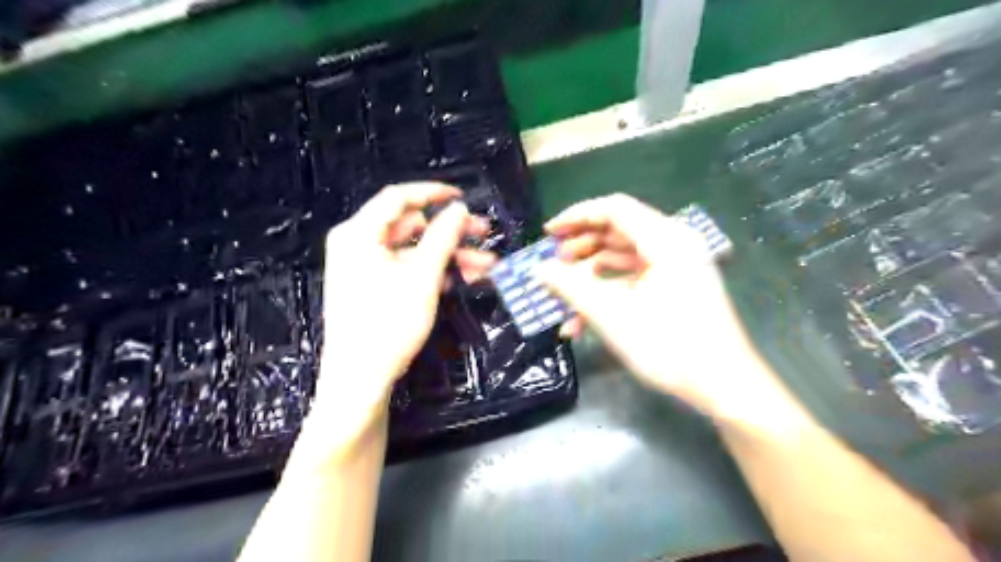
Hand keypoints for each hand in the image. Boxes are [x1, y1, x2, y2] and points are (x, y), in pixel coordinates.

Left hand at [304, 184, 492, 455]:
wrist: (360, 379)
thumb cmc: (388, 322)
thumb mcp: (422, 276)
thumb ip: (443, 237)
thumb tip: (459, 209)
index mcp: (360, 233)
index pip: (398, 198)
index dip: (433, 194)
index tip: (464, 198)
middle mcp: (359, 244)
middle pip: (412, 227)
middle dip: (452, 233)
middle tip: (484, 235)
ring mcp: (366, 268)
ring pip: (415, 251)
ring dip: (450, 256)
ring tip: (485, 266)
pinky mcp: (375, 288)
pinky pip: (408, 270)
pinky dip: (435, 272)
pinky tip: (463, 279)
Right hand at [541, 192, 780, 416]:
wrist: (723, 386)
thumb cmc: (668, 346)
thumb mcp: (611, 315)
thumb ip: (571, 287)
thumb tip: (539, 270)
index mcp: (665, 239)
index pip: (614, 209)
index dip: (577, 216)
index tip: (548, 234)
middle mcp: (674, 244)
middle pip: (618, 231)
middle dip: (582, 248)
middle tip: (555, 266)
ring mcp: (677, 267)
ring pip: (624, 258)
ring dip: (591, 275)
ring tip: (564, 296)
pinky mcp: (676, 288)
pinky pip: (636, 279)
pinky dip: (610, 292)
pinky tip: (584, 321)